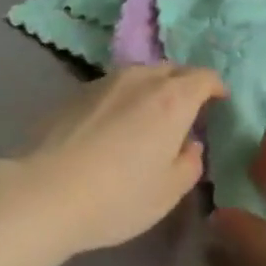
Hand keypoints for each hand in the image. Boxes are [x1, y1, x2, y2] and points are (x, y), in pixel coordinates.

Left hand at [17, 65, 223, 257]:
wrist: (46, 190)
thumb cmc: (118, 196)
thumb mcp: (167, 192)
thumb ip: (188, 163)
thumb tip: (190, 144)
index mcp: (171, 99)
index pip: (203, 77)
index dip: (215, 87)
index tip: (219, 101)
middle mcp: (139, 79)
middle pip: (171, 69)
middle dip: (185, 84)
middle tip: (188, 111)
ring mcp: (104, 81)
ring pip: (140, 74)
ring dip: (153, 88)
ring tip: (151, 116)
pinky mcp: (76, 91)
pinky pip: (113, 85)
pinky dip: (125, 96)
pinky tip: (116, 124)